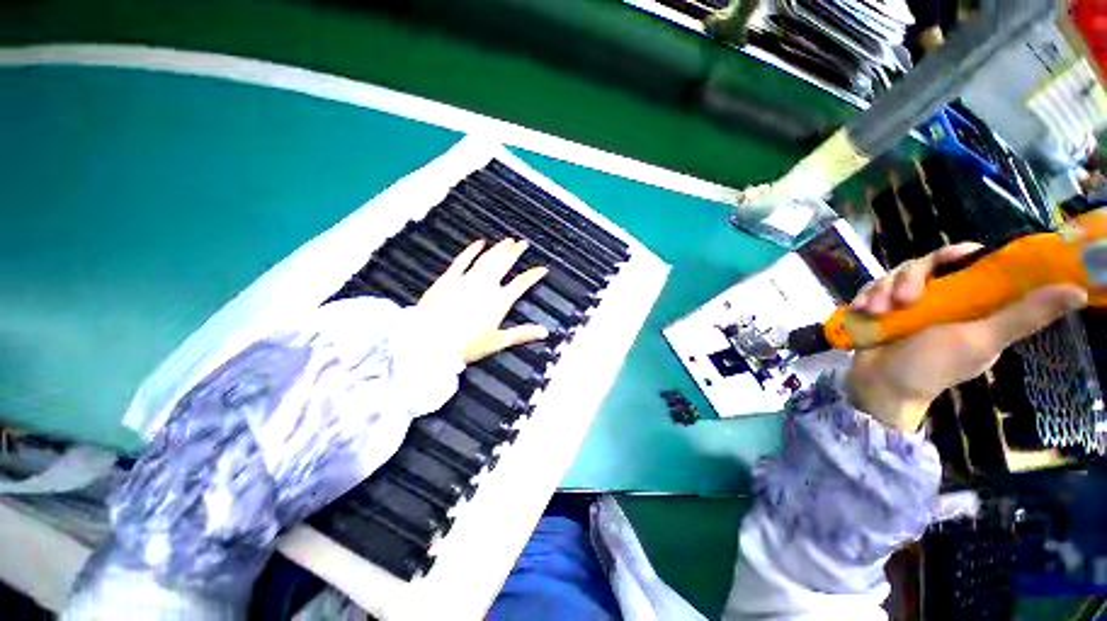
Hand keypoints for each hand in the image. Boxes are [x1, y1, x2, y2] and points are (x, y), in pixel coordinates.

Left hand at [418, 239, 549, 362]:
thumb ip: (522, 334)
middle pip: (504, 263)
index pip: (522, 283)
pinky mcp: (449, 279)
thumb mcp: (498, 342)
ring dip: (498, 248)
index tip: (542, 269)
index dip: (534, 274)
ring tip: (507, 240)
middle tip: (523, 243)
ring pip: (487, 259)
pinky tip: (479, 242)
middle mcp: (486, 286)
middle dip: (516, 252)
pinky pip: (462, 260)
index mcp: (500, 301)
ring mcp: (467, 280)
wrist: (431, 343)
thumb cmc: (467, 345)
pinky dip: (471, 250)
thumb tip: (544, 332)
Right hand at [846, 243, 1087, 432]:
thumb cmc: (932, 366)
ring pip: (894, 276)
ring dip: (882, 290)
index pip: (966, 264)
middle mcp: (940, 299)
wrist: (878, 384)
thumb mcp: (979, 341)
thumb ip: (1021, 316)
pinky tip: (863, 310)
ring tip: (876, 310)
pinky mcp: (880, 308)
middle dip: (908, 278)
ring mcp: (906, 304)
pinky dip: (866, 296)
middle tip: (902, 300)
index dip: (956, 255)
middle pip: (924, 265)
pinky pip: (872, 289)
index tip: (950, 259)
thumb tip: (1076, 291)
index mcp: (970, 303)